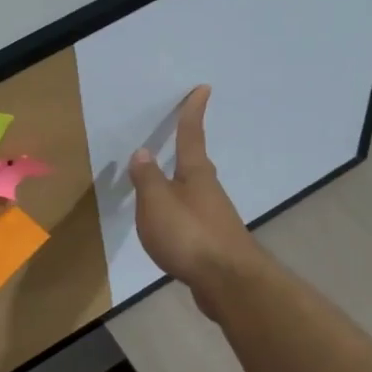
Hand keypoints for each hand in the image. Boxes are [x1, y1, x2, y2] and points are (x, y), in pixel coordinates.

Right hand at [128, 85, 261, 316]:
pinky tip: (173, 229)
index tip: (203, 89)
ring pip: (196, 194)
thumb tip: (143, 153)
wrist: (228, 282)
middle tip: (182, 136)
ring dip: (182, 186)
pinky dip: (181, 217)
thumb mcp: (157, 203)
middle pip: (197, 165)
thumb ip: (147, 178)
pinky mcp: (215, 243)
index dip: (193, 113)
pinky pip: (193, 220)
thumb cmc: (189, 235)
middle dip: (189, 150)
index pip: (191, 136)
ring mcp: (215, 218)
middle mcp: (209, 192)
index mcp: (195, 175)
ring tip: (165, 187)